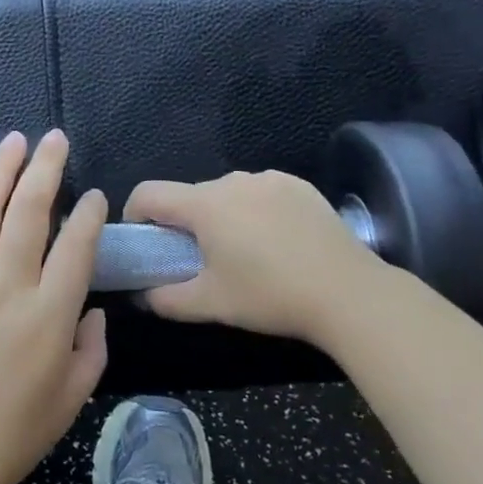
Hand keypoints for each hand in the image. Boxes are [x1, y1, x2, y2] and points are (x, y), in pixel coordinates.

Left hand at [0, 130, 107, 483]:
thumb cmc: (7, 437)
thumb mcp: (70, 403)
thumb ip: (92, 351)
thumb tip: (93, 312)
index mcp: (48, 315)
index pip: (76, 245)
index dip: (89, 214)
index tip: (94, 196)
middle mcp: (6, 285)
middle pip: (29, 210)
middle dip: (45, 167)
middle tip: (54, 138)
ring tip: (12, 142)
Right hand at [124, 169, 394, 344]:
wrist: (347, 292)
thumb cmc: (270, 296)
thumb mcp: (212, 305)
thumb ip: (167, 300)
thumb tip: (143, 296)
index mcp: (204, 205)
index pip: (150, 193)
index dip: (135, 214)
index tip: (143, 239)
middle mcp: (231, 181)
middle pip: (191, 195)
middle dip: (186, 223)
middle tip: (199, 260)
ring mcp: (268, 179)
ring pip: (228, 193)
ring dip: (223, 216)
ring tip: (244, 253)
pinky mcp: (298, 185)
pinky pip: (261, 192)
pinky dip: (257, 211)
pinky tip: (278, 242)